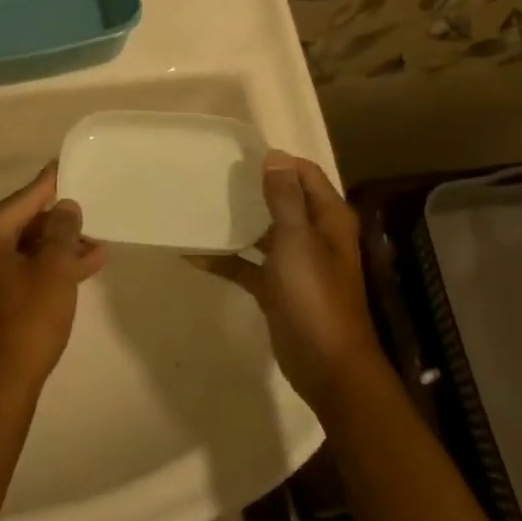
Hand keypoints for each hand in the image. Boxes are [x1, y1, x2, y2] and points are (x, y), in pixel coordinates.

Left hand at [0, 163, 107, 401]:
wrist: (0, 385)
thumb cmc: (27, 318)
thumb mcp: (54, 269)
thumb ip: (62, 231)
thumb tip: (65, 208)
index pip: (24, 198)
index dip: (51, 184)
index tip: (68, 165)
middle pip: (24, 223)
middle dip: (61, 224)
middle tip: (93, 213)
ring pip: (26, 250)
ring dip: (60, 249)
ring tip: (100, 246)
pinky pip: (22, 272)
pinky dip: (49, 269)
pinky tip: (83, 269)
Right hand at [192, 151, 380, 410]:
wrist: (326, 365)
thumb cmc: (314, 296)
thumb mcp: (297, 240)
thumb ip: (284, 198)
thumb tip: (275, 156)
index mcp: (327, 219)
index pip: (304, 174)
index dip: (277, 162)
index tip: (237, 155)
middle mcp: (314, 235)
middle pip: (283, 200)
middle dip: (252, 188)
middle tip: (212, 176)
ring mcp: (295, 263)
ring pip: (263, 232)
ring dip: (237, 221)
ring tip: (199, 205)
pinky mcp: (277, 288)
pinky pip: (248, 265)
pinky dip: (226, 259)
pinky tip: (193, 255)